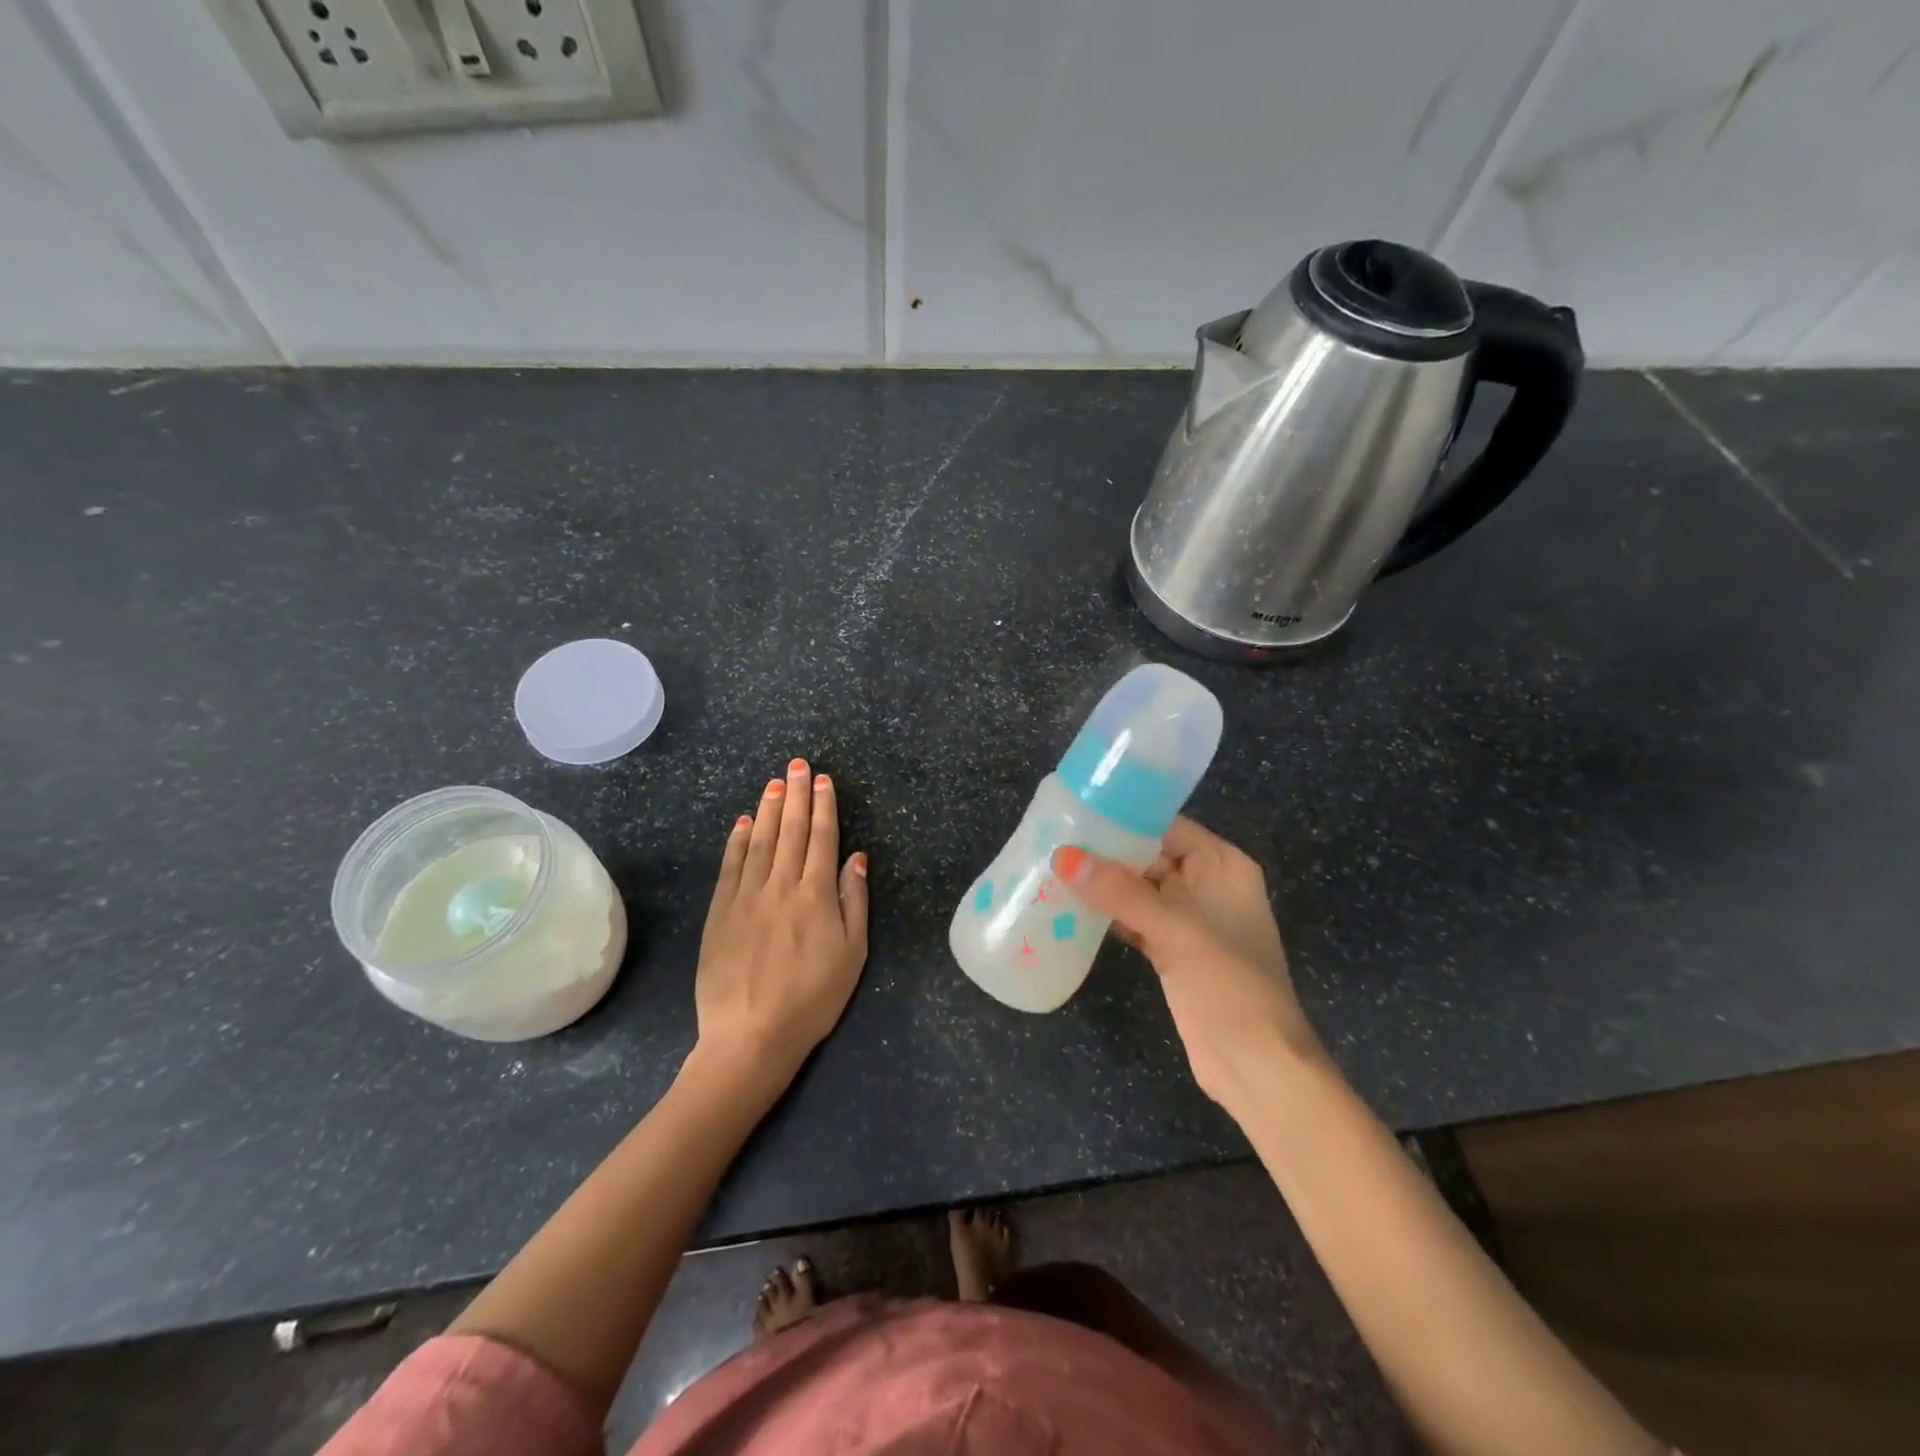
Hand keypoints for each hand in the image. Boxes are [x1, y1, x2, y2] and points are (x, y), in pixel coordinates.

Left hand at [696, 757, 868, 1086]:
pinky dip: (737, 840)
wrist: (750, 1035)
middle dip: (796, 794)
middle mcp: (780, 885)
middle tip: (797, 765)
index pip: (822, 838)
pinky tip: (742, 822)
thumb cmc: (812, 998)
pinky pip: (730, 866)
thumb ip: (854, 902)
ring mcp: (746, 896)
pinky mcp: (720, 912)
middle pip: (791, 830)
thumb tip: (856, 858)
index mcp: (816, 894)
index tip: (822, 780)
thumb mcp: (852, 954)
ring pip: (759, 840)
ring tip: (774, 782)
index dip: (823, 806)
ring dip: (768, 808)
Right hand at [1053, 817, 1319, 1109]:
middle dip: (1105, 851)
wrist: (1257, 1068)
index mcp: (1222, 865)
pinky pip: (1132, 919)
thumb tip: (1063, 856)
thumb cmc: (1230, 986)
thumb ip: (1120, 892)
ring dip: (1100, 884)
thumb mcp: (1176, 931)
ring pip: (1136, 889)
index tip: (1074, 810)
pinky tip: (1068, 909)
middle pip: (1148, 855)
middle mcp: (1205, 885)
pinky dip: (1105, 915)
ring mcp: (1187, 920)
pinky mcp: (1170, 950)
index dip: (1124, 817)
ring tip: (1050, 868)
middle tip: (1051, 839)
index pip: (1167, 826)